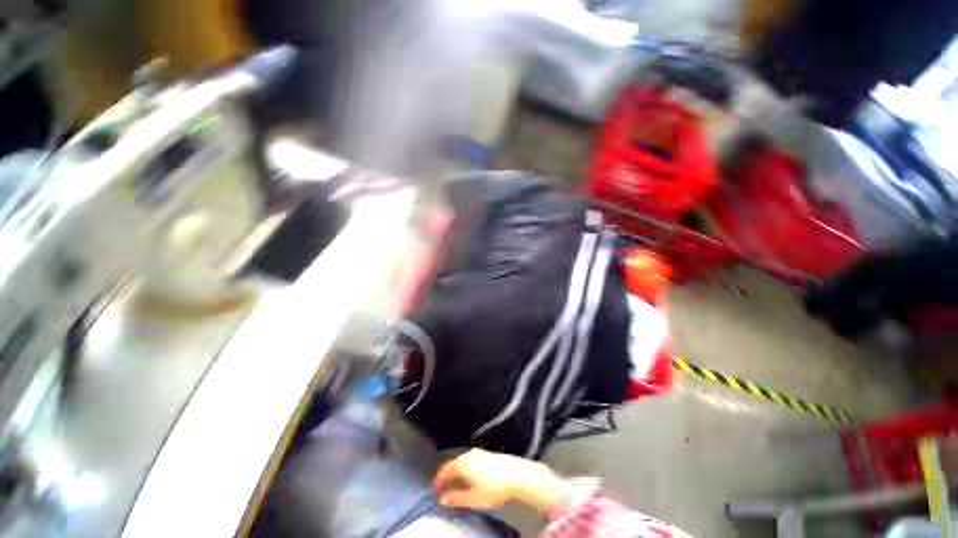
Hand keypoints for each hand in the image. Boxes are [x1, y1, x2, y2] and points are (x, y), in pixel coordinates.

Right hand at [432, 449, 566, 512]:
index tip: (433, 489)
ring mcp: (478, 453)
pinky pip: (469, 462)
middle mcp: (468, 455)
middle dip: (446, 477)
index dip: (437, 480)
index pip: (444, 470)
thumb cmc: (492, 487)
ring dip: (456, 474)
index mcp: (462, 463)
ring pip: (461, 463)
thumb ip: (456, 498)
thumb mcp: (473, 498)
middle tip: (442, 489)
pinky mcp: (487, 455)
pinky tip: (469, 479)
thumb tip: (442, 499)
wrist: (516, 474)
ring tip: (454, 486)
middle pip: (452, 465)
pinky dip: (464, 471)